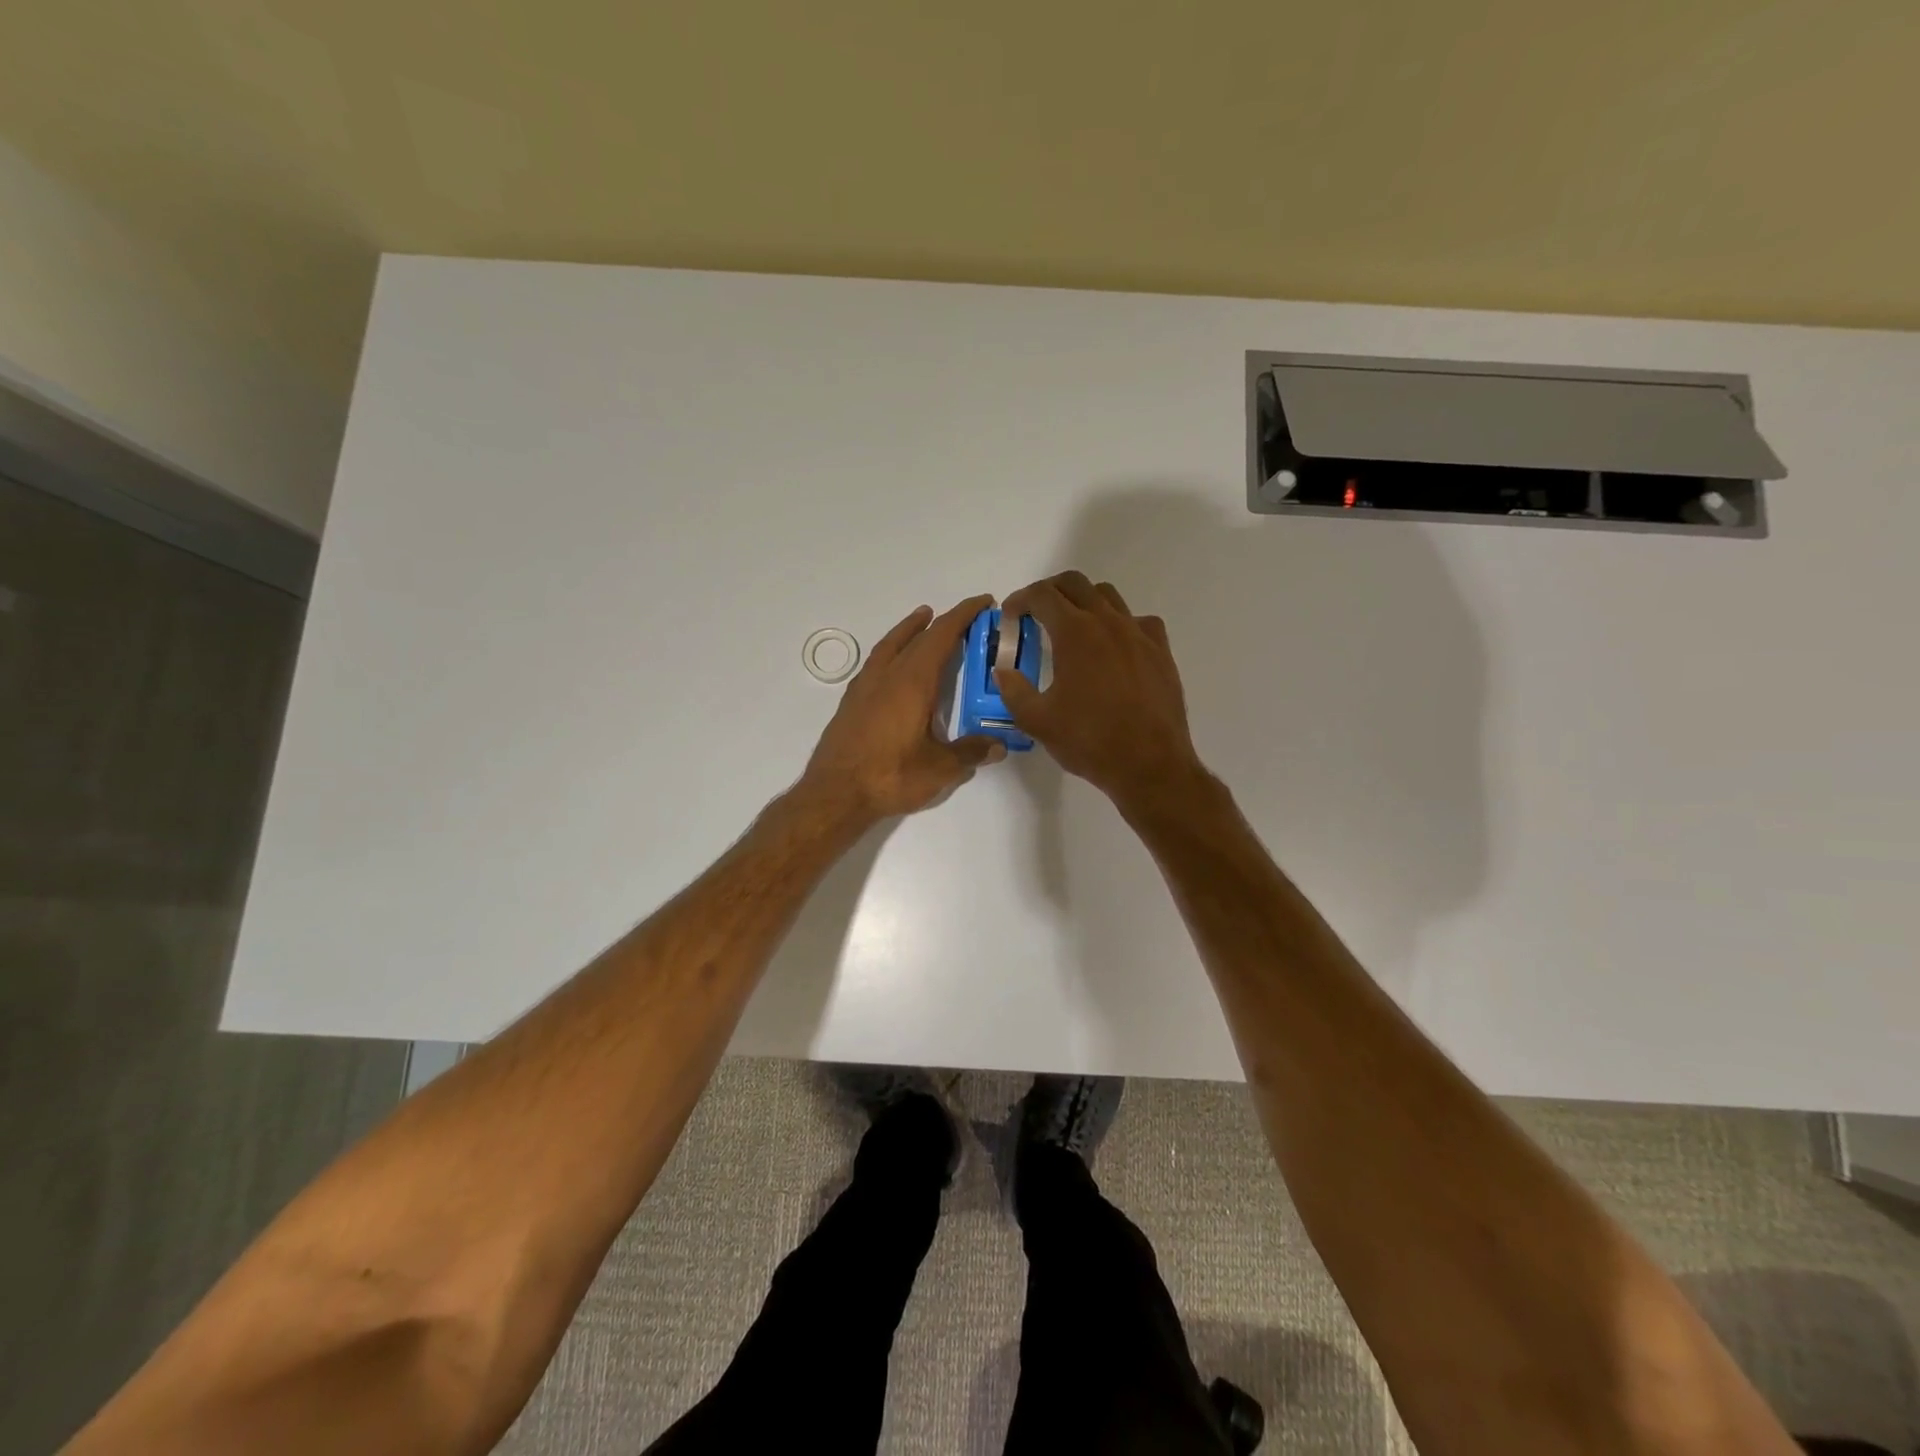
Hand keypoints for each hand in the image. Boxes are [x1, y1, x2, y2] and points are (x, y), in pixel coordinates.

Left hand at [800, 595, 1005, 820]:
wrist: (835, 794)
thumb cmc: (891, 776)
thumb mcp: (940, 768)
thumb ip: (970, 752)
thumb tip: (999, 745)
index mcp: (913, 682)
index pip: (942, 636)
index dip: (963, 616)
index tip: (982, 602)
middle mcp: (888, 676)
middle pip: (917, 637)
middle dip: (942, 622)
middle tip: (962, 617)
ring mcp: (865, 687)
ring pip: (890, 646)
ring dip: (909, 630)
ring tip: (923, 621)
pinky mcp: (851, 703)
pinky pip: (876, 663)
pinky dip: (891, 651)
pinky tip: (894, 665)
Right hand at [994, 572, 1205, 810]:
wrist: (1149, 764)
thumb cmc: (1089, 741)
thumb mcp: (1037, 721)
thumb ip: (1013, 690)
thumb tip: (1002, 671)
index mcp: (1074, 633)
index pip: (1041, 596)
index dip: (1020, 600)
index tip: (1010, 616)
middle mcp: (1108, 622)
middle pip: (1075, 584)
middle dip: (1049, 592)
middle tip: (1035, 614)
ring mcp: (1138, 634)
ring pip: (1108, 596)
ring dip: (1084, 602)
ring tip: (1073, 628)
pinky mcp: (1161, 651)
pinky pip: (1139, 621)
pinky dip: (1119, 623)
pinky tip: (1114, 647)